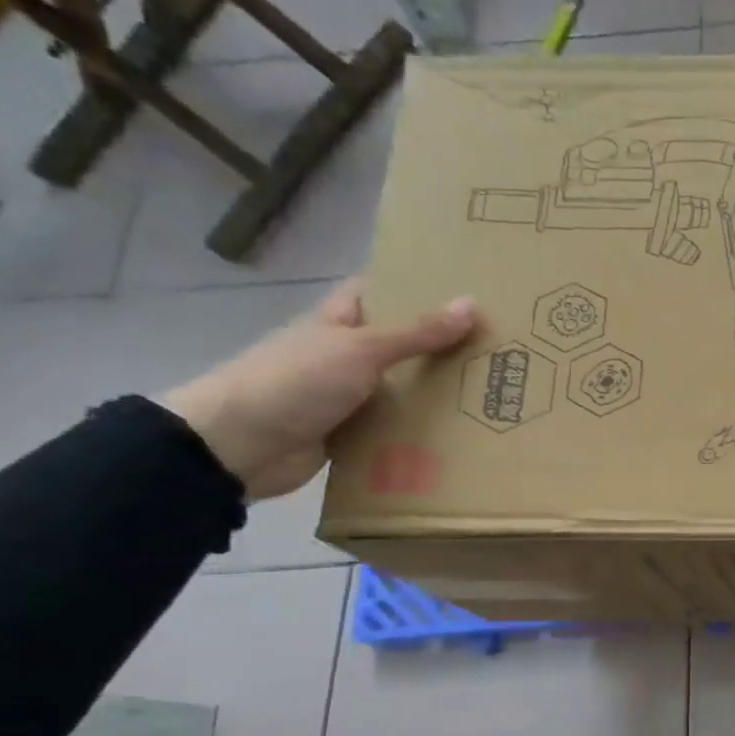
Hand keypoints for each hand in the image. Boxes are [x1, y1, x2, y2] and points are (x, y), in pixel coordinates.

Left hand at [162, 279, 477, 499]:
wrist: (240, 445)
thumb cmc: (296, 381)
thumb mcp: (362, 350)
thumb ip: (417, 333)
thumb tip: (472, 304)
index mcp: (337, 323)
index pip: (378, 294)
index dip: (414, 289)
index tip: (462, 294)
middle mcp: (342, 356)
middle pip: (398, 346)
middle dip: (439, 348)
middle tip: (495, 351)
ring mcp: (345, 397)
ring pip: (399, 391)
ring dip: (434, 396)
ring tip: (491, 396)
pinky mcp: (349, 435)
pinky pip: (392, 430)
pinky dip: (418, 434)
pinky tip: (458, 437)